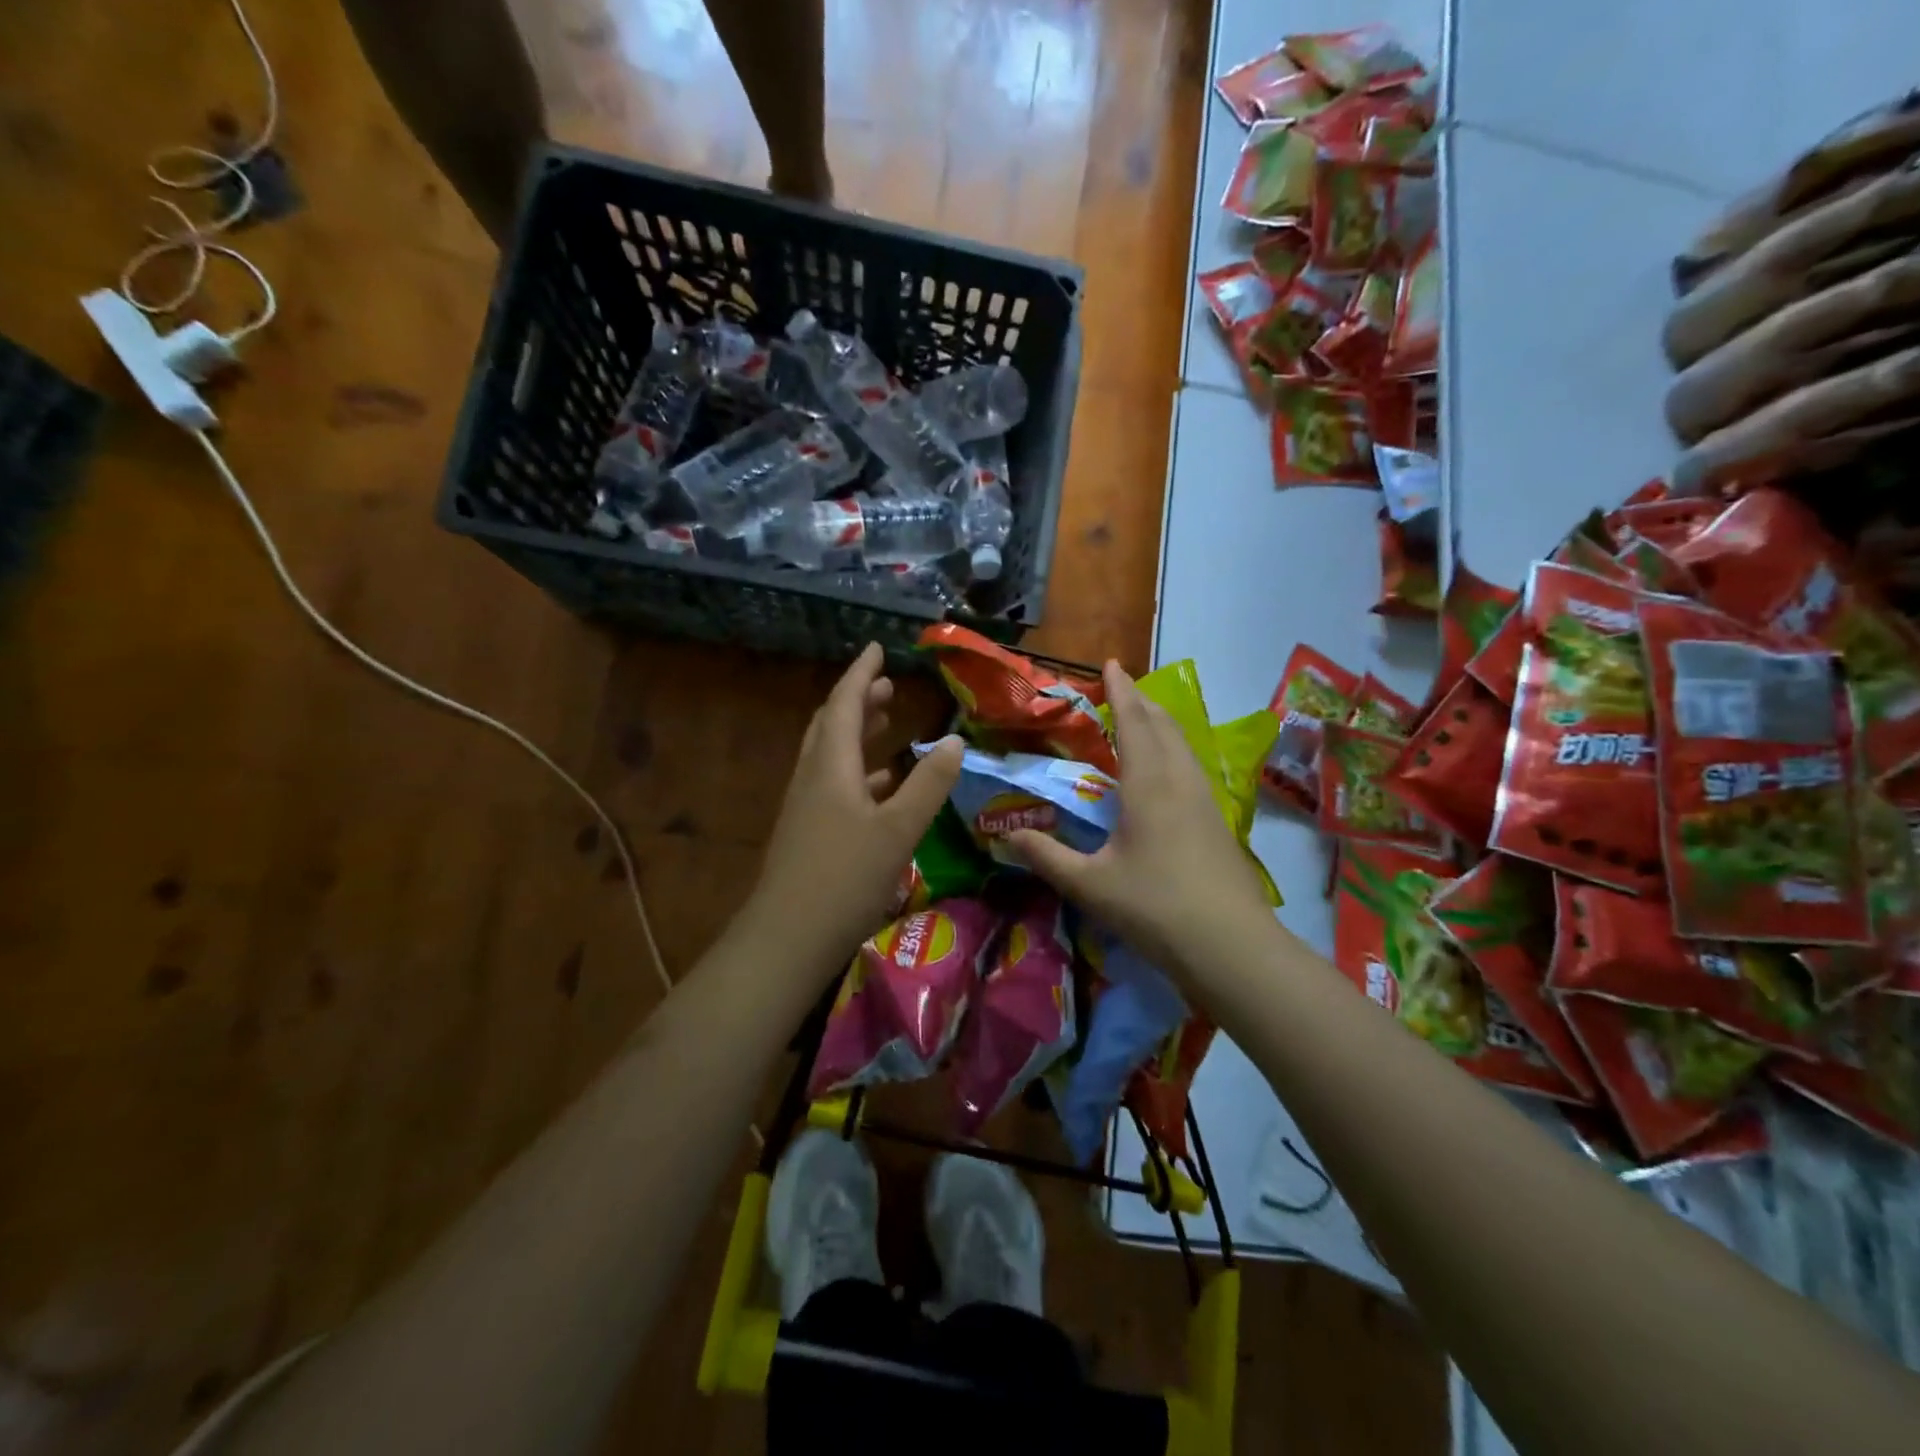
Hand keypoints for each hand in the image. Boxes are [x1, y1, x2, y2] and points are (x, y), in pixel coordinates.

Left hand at [747, 644, 964, 972]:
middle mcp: (813, 777)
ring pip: (831, 755)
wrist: (787, 938)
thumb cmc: (845, 878)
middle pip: (833, 725)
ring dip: (857, 733)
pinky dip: (857, 771)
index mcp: (832, 767)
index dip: (862, 674)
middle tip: (887, 686)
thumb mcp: (898, 830)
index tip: (877, 648)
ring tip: (886, 723)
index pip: (846, 704)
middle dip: (859, 701)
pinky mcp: (806, 832)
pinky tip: (880, 786)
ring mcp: (805, 806)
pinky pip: (832, 783)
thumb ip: (928, 784)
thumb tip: (954, 741)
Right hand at [1009, 661, 1273, 981]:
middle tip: (1123, 688)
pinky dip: (1174, 749)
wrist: (1230, 946)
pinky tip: (1168, 771)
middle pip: (1164, 725)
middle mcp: (1180, 780)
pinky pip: (1192, 766)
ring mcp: (1205, 799)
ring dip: (1162, 723)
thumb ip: (1047, 856)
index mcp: (1148, 784)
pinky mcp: (1218, 821)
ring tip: (1144, 719)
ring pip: (1183, 744)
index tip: (1111, 662)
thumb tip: (1006, 835)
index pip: (1134, 722)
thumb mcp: (1089, 884)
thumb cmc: (1154, 907)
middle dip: (1143, 701)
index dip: (1121, 691)